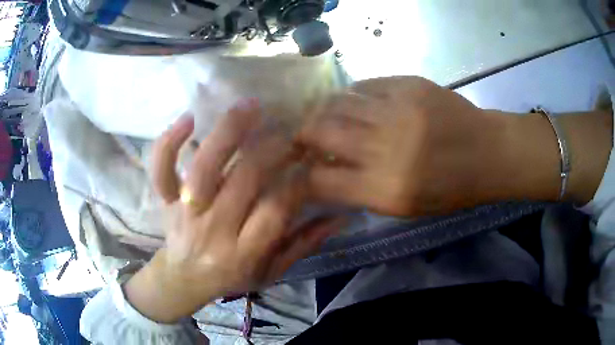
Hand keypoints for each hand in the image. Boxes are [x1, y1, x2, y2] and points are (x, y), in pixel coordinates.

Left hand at [125, 100, 341, 322]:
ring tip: (250, 106)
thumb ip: (304, 244)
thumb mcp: (271, 272)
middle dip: (273, 149)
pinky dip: (169, 142)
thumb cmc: (232, 277)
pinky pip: (161, 169)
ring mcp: (185, 211)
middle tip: (291, 130)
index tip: (313, 160)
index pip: (275, 210)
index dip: (299, 181)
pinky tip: (188, 118)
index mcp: (243, 254)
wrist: (183, 279)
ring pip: (204, 167)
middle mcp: (213, 230)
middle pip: (243, 180)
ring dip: (228, 132)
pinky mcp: (166, 199)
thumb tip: (341, 215)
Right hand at [298, 76, 521, 215]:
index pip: (321, 180)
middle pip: (320, 131)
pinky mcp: (408, 85)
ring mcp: (397, 110)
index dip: (302, 176)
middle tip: (305, 137)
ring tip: (327, 115)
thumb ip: (362, 191)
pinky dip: (354, 94)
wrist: (489, 153)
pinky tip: (358, 102)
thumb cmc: (451, 190)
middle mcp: (385, 148)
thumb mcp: (406, 208)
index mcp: (385, 189)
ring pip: (337, 102)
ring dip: (325, 110)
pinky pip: (364, 84)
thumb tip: (327, 172)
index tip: (301, 170)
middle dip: (304, 134)